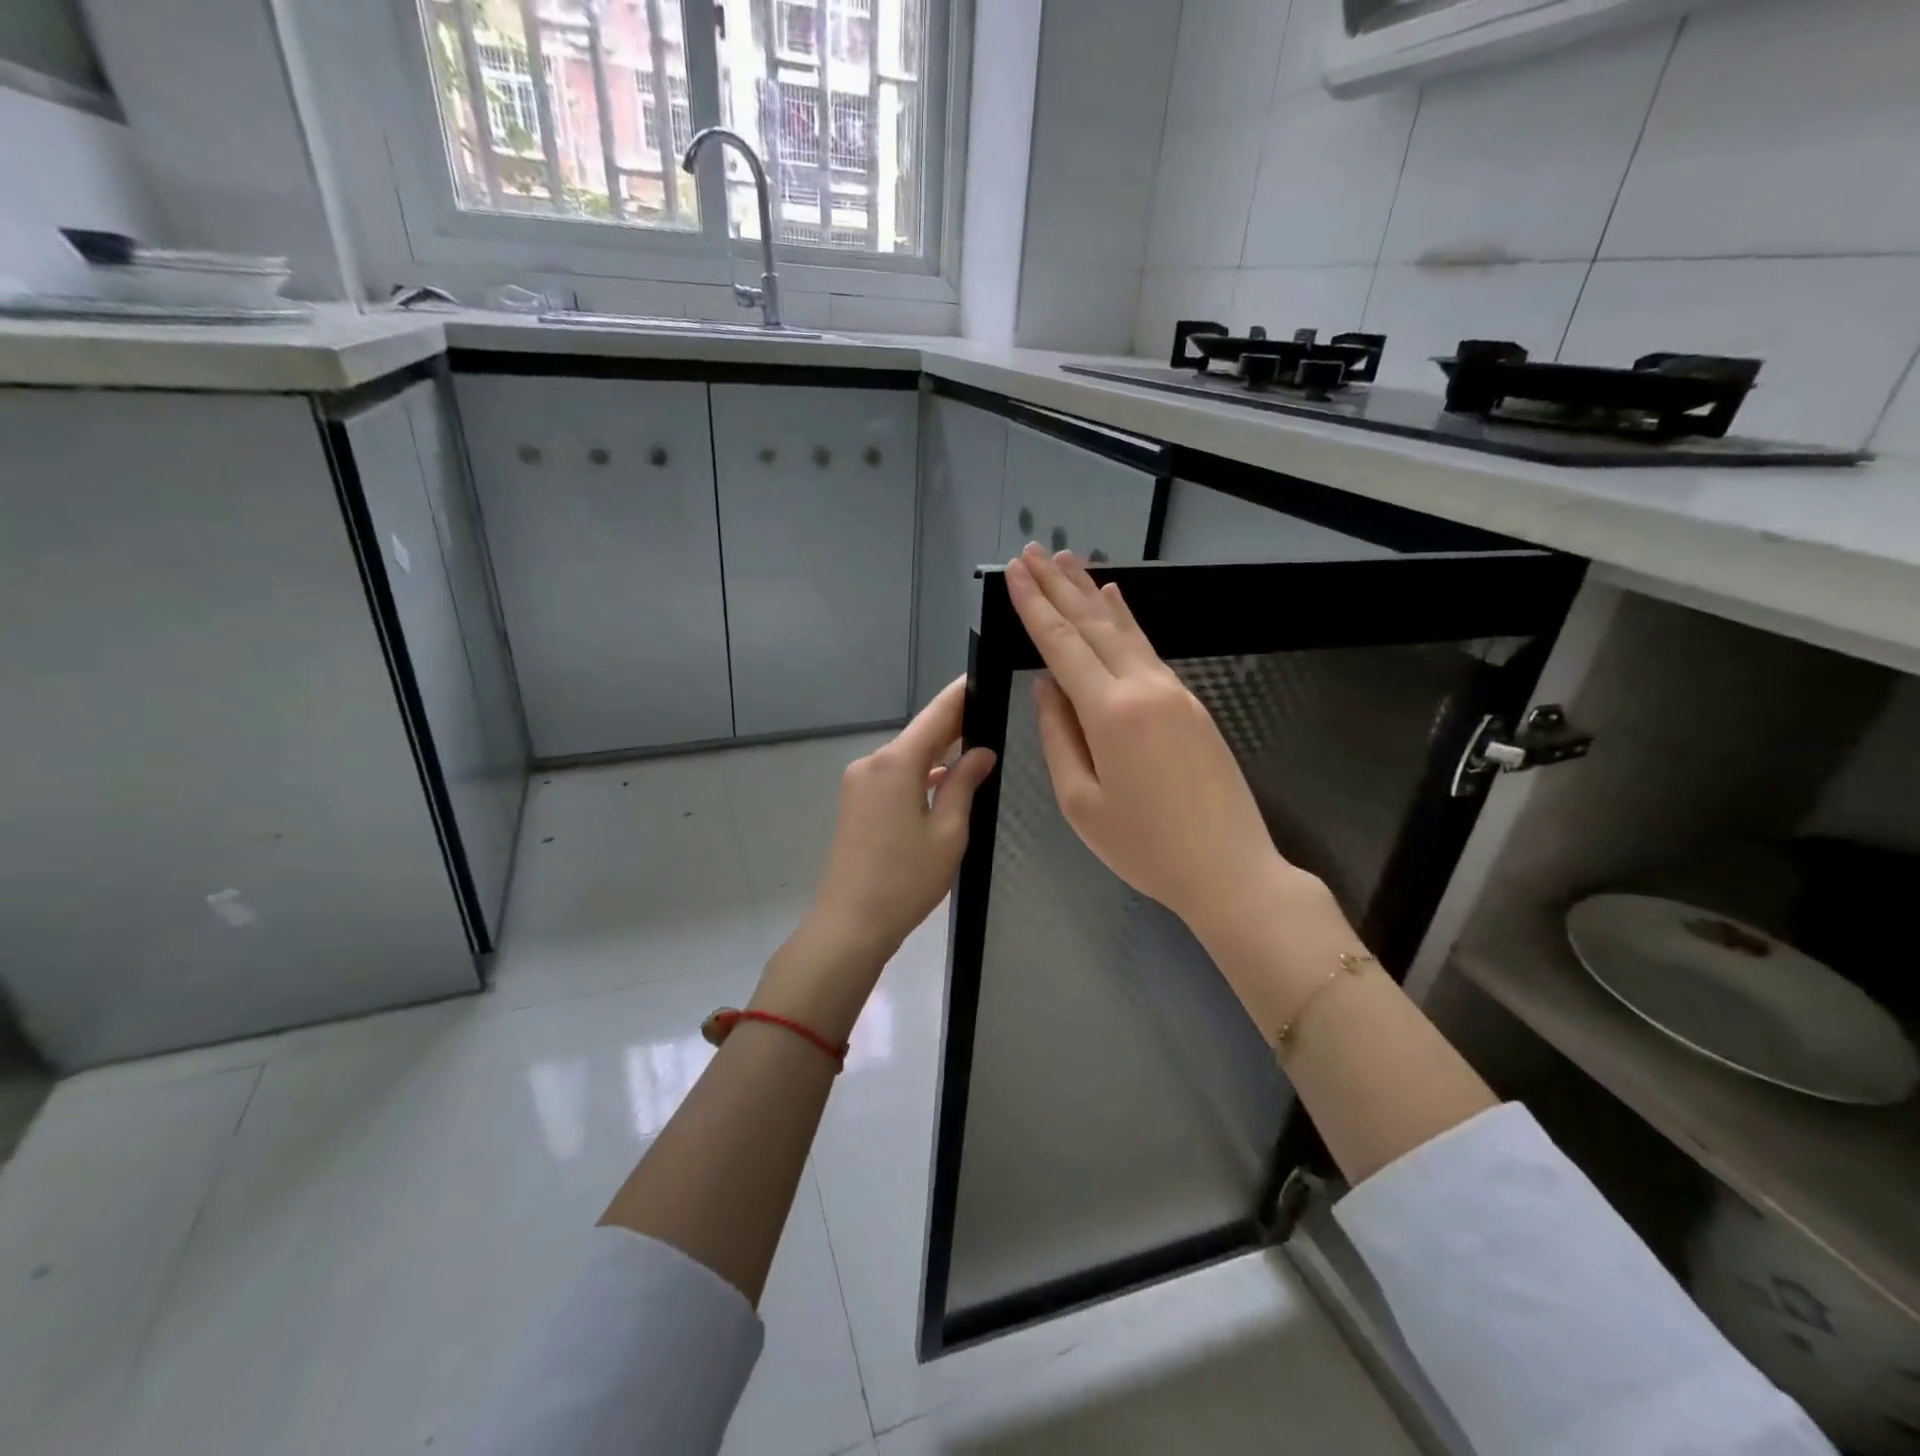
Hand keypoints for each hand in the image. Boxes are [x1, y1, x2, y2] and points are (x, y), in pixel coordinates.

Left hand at [806, 676, 996, 967]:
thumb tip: (981, 752)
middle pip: (920, 735)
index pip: (936, 716)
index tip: (983, 676)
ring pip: (906, 757)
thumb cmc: (905, 880)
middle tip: (992, 714)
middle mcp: (872, 763)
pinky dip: (919, 775)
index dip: (961, 695)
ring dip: (937, 753)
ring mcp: (858, 783)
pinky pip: (893, 776)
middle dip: (954, 725)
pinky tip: (944, 782)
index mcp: (895, 763)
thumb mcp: (947, 833)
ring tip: (977, 747)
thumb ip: (964, 785)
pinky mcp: (855, 803)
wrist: (849, 924)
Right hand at [1006, 544, 1300, 939]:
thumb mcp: (1082, 803)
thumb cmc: (1145, 847)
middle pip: (1093, 625)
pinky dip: (1126, 621)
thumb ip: (1059, 736)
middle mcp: (1144, 688)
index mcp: (1110, 713)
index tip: (1014, 573)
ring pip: (1125, 630)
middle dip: (1059, 586)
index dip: (1034, 607)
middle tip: (1033, 552)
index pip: (1062, 645)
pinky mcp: (1191, 704)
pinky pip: (1148, 650)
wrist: (1229, 869)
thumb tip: (1046, 686)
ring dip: (1092, 594)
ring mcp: (1173, 692)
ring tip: (1068, 561)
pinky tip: (1115, 602)